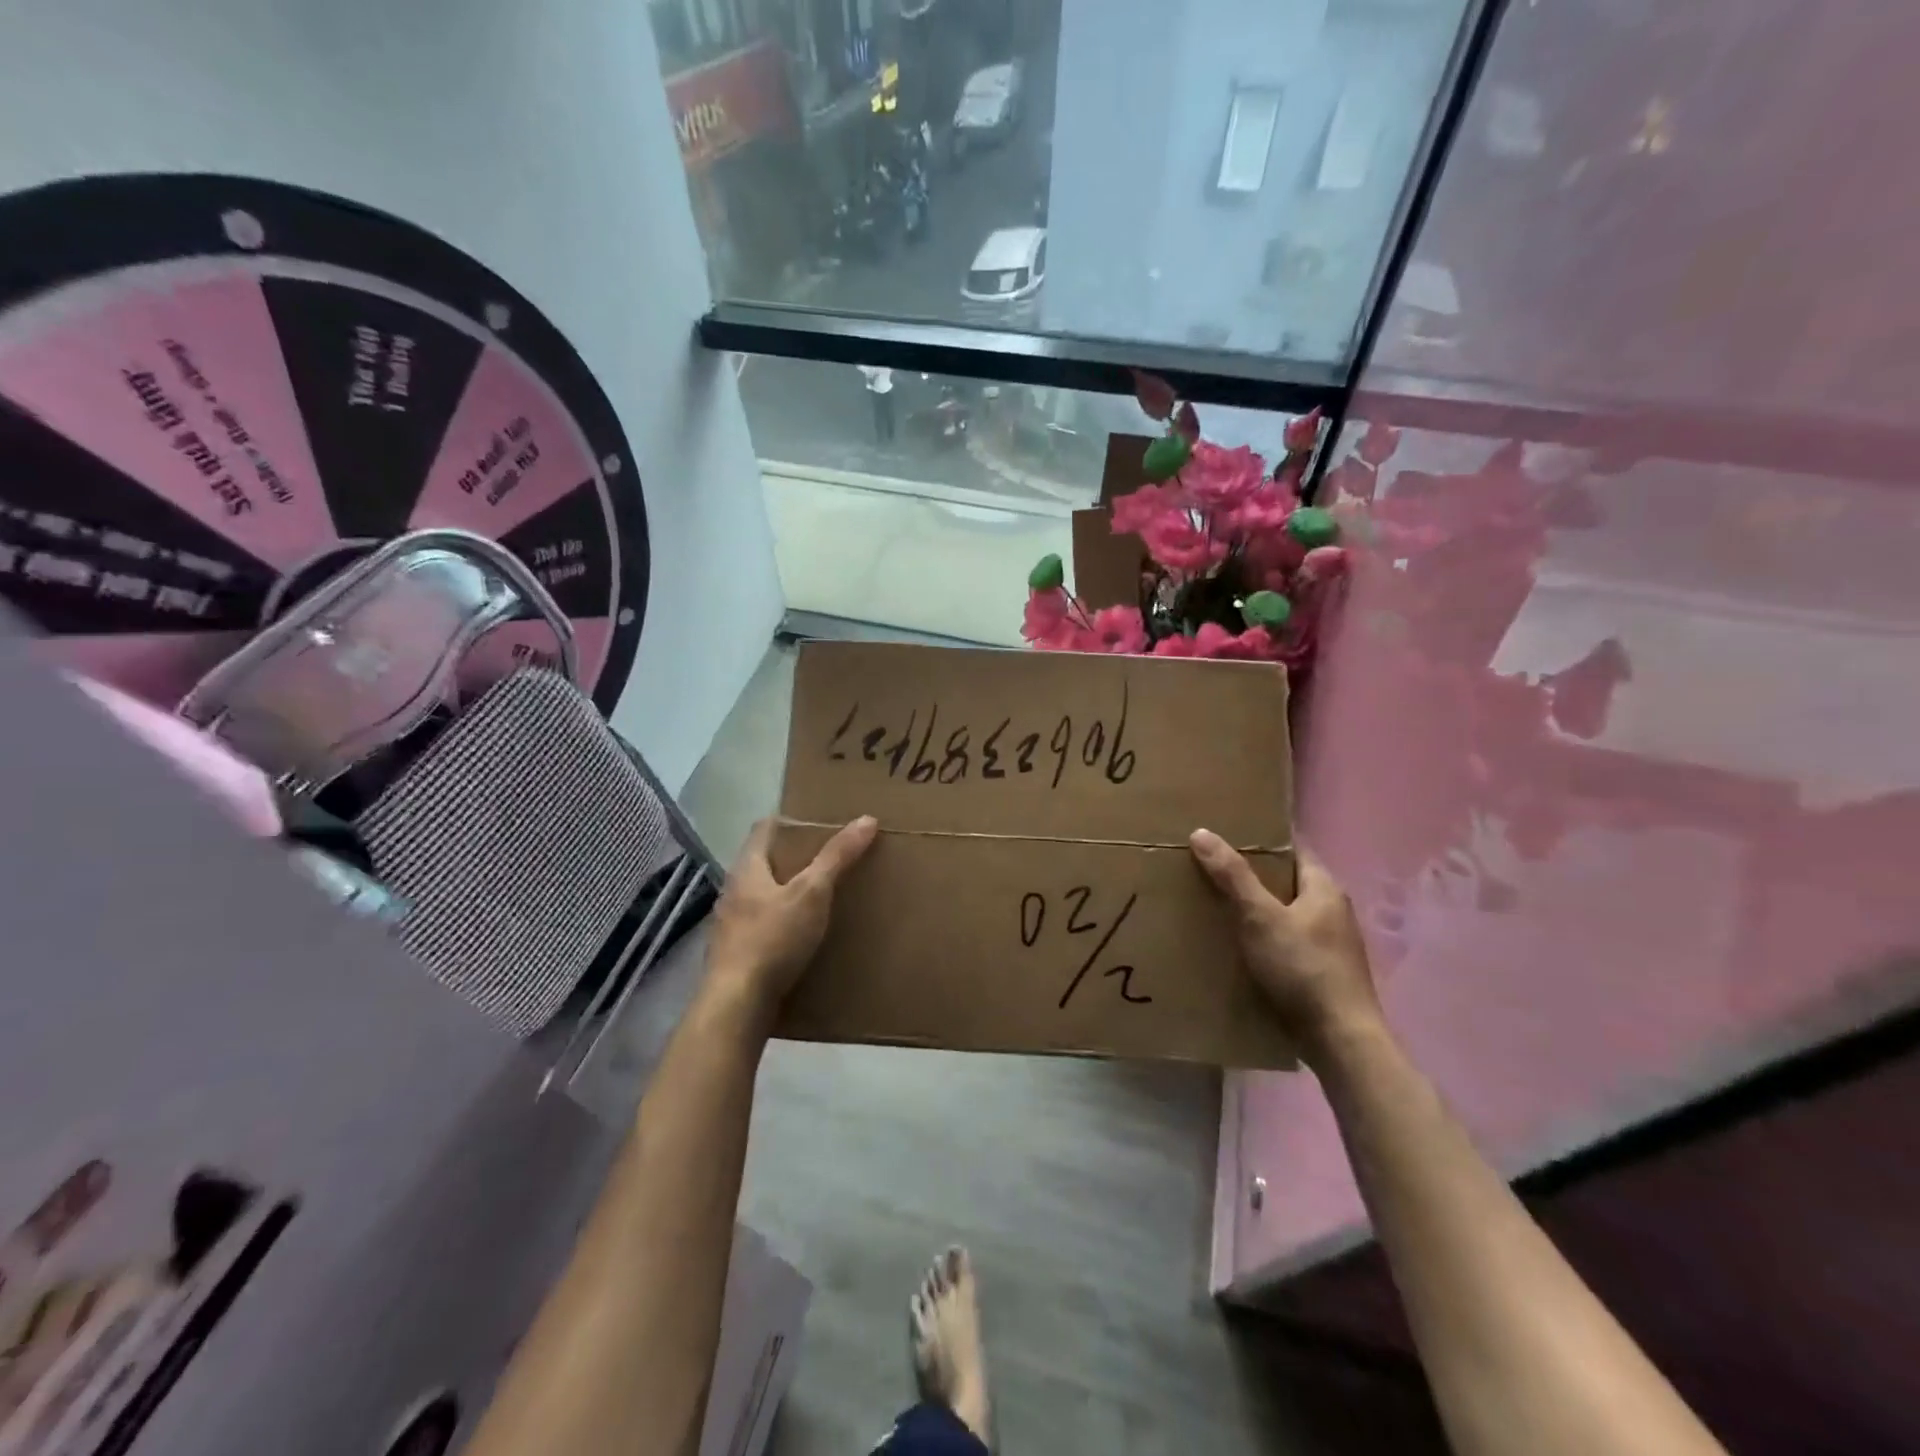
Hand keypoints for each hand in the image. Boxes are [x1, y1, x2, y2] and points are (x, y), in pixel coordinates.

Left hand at [707, 816, 877, 1012]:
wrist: (737, 1004)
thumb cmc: (773, 938)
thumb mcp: (813, 893)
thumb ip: (837, 857)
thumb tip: (867, 819)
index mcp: (747, 868)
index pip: (764, 829)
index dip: (788, 821)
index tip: (816, 823)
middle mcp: (733, 891)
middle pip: (762, 863)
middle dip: (791, 859)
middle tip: (826, 859)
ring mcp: (730, 925)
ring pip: (761, 897)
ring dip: (785, 894)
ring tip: (818, 898)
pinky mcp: (735, 955)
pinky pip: (761, 928)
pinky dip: (781, 925)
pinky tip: (800, 938)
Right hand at [1189, 830, 1382, 1066]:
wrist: (1340, 1040)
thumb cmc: (1302, 969)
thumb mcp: (1260, 917)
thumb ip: (1233, 876)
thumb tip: (1202, 832)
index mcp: (1324, 888)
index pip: (1291, 848)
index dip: (1260, 839)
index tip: (1224, 834)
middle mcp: (1332, 910)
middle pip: (1286, 880)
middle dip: (1251, 875)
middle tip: (1209, 868)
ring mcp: (1330, 943)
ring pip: (1285, 913)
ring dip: (1255, 909)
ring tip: (1215, 904)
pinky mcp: (1321, 972)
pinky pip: (1286, 942)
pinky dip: (1262, 937)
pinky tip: (1237, 946)